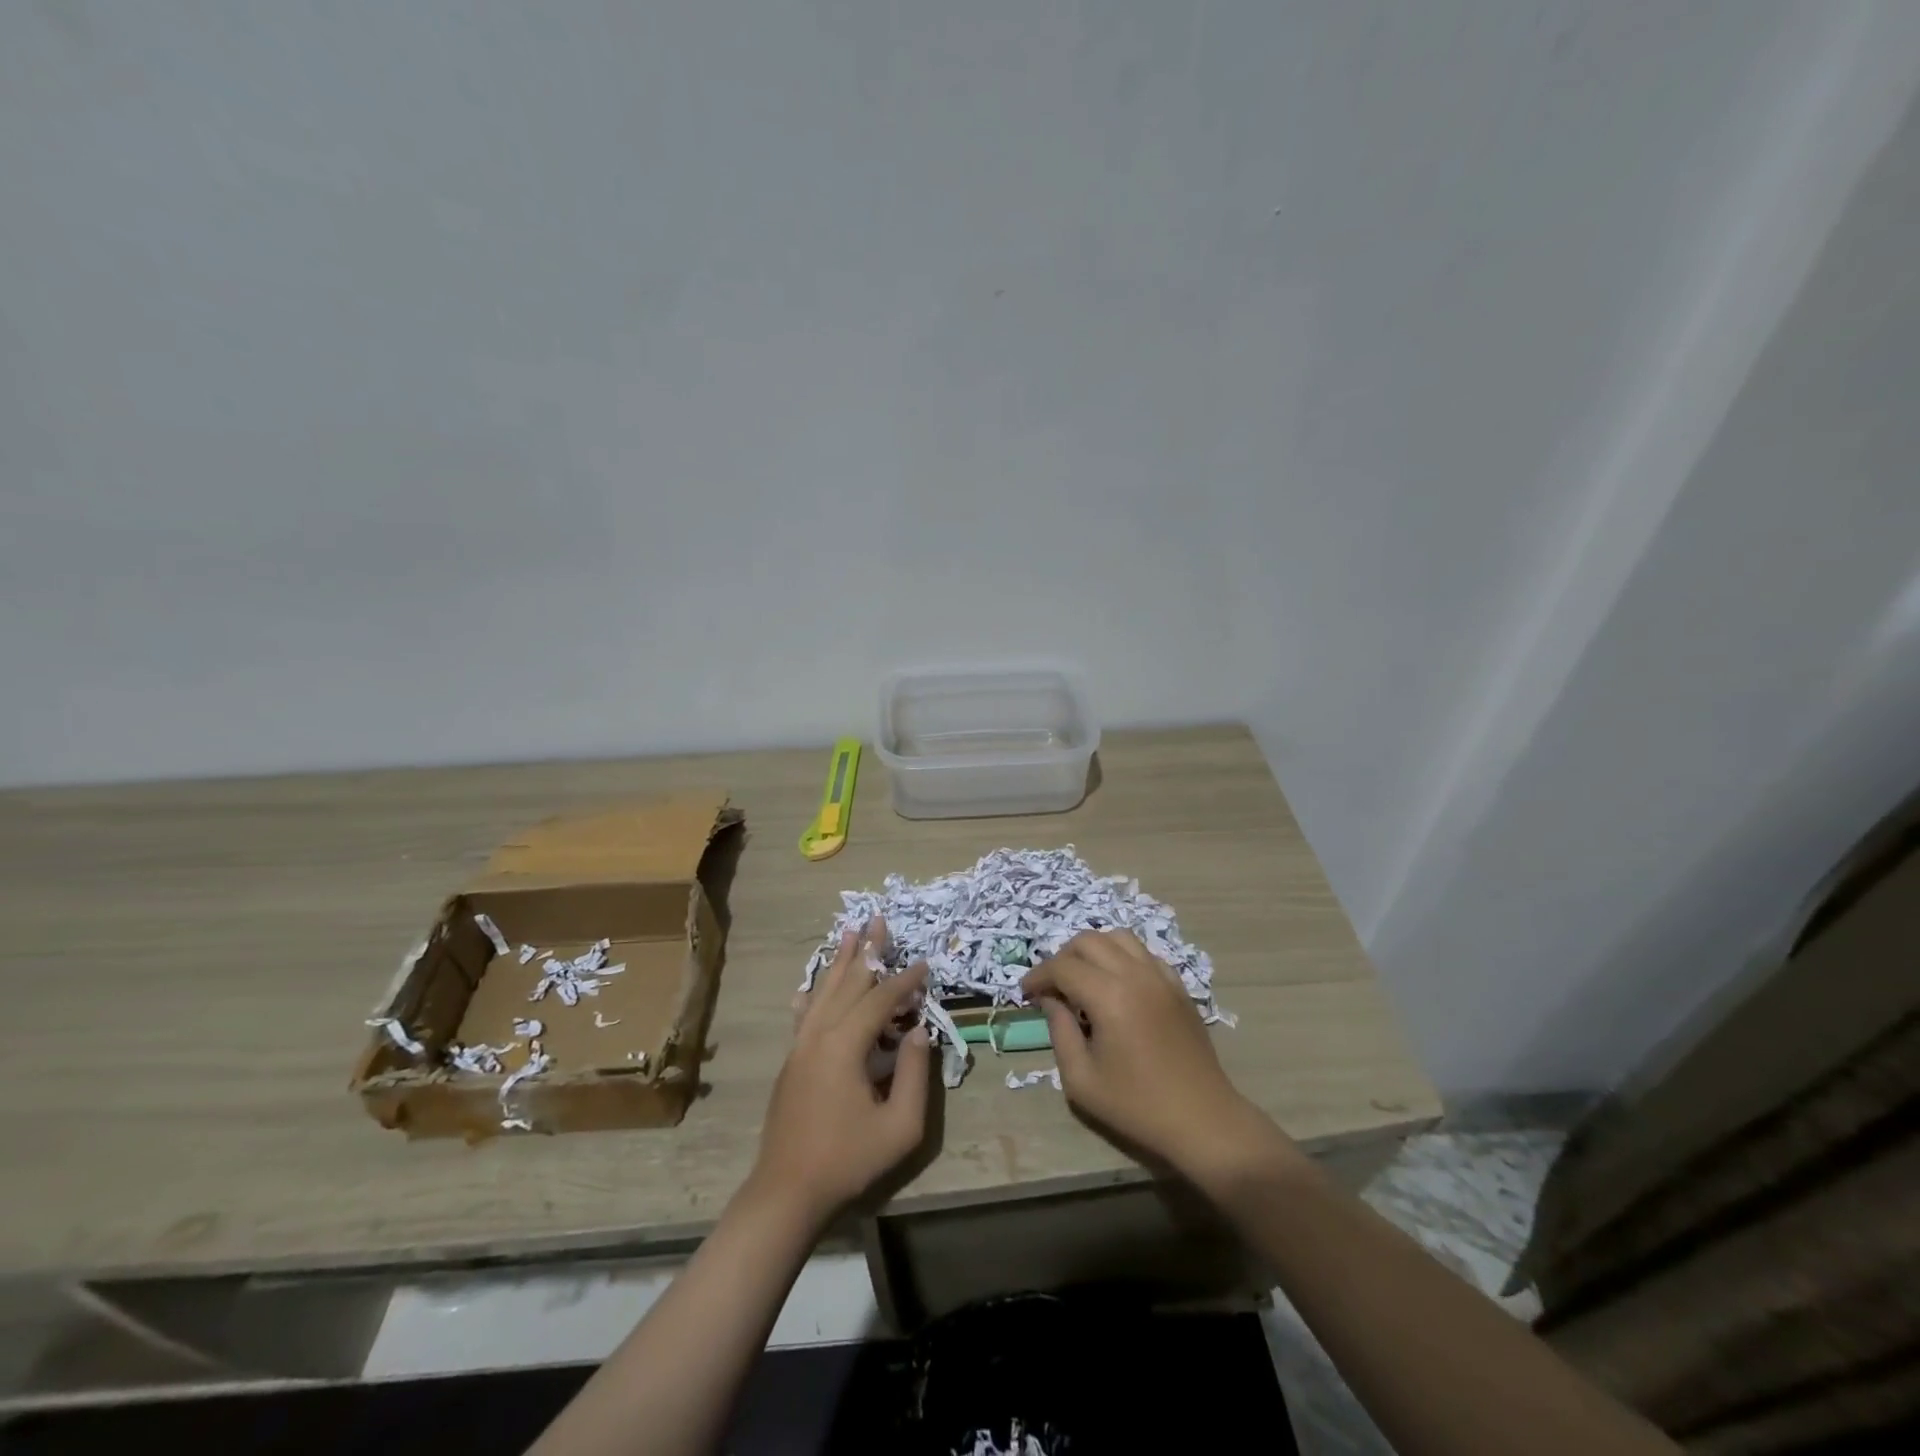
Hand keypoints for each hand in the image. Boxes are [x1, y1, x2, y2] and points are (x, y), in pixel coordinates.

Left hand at [752, 926, 930, 1223]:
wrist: (786, 1192)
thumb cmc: (848, 1159)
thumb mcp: (900, 1125)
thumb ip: (914, 1073)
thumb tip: (918, 1031)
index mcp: (844, 1045)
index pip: (879, 999)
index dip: (904, 980)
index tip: (925, 963)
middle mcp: (819, 1035)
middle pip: (847, 982)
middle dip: (867, 951)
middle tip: (880, 920)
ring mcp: (800, 1046)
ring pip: (823, 992)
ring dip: (839, 961)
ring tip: (850, 932)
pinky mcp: (791, 1061)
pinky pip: (804, 1015)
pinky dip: (812, 993)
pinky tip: (809, 986)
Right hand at [1022, 930, 1296, 1186]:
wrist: (1202, 1119)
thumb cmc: (1137, 1106)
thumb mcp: (1081, 1079)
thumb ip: (1059, 1032)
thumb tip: (1051, 1001)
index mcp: (1109, 996)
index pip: (1062, 967)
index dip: (1038, 976)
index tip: (1026, 993)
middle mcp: (1135, 974)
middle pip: (1088, 941)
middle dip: (1062, 958)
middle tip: (1052, 987)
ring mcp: (1161, 976)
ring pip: (1118, 938)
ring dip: (1093, 950)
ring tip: (1082, 978)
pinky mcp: (1178, 986)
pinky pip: (1144, 954)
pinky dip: (1122, 957)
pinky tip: (1117, 984)